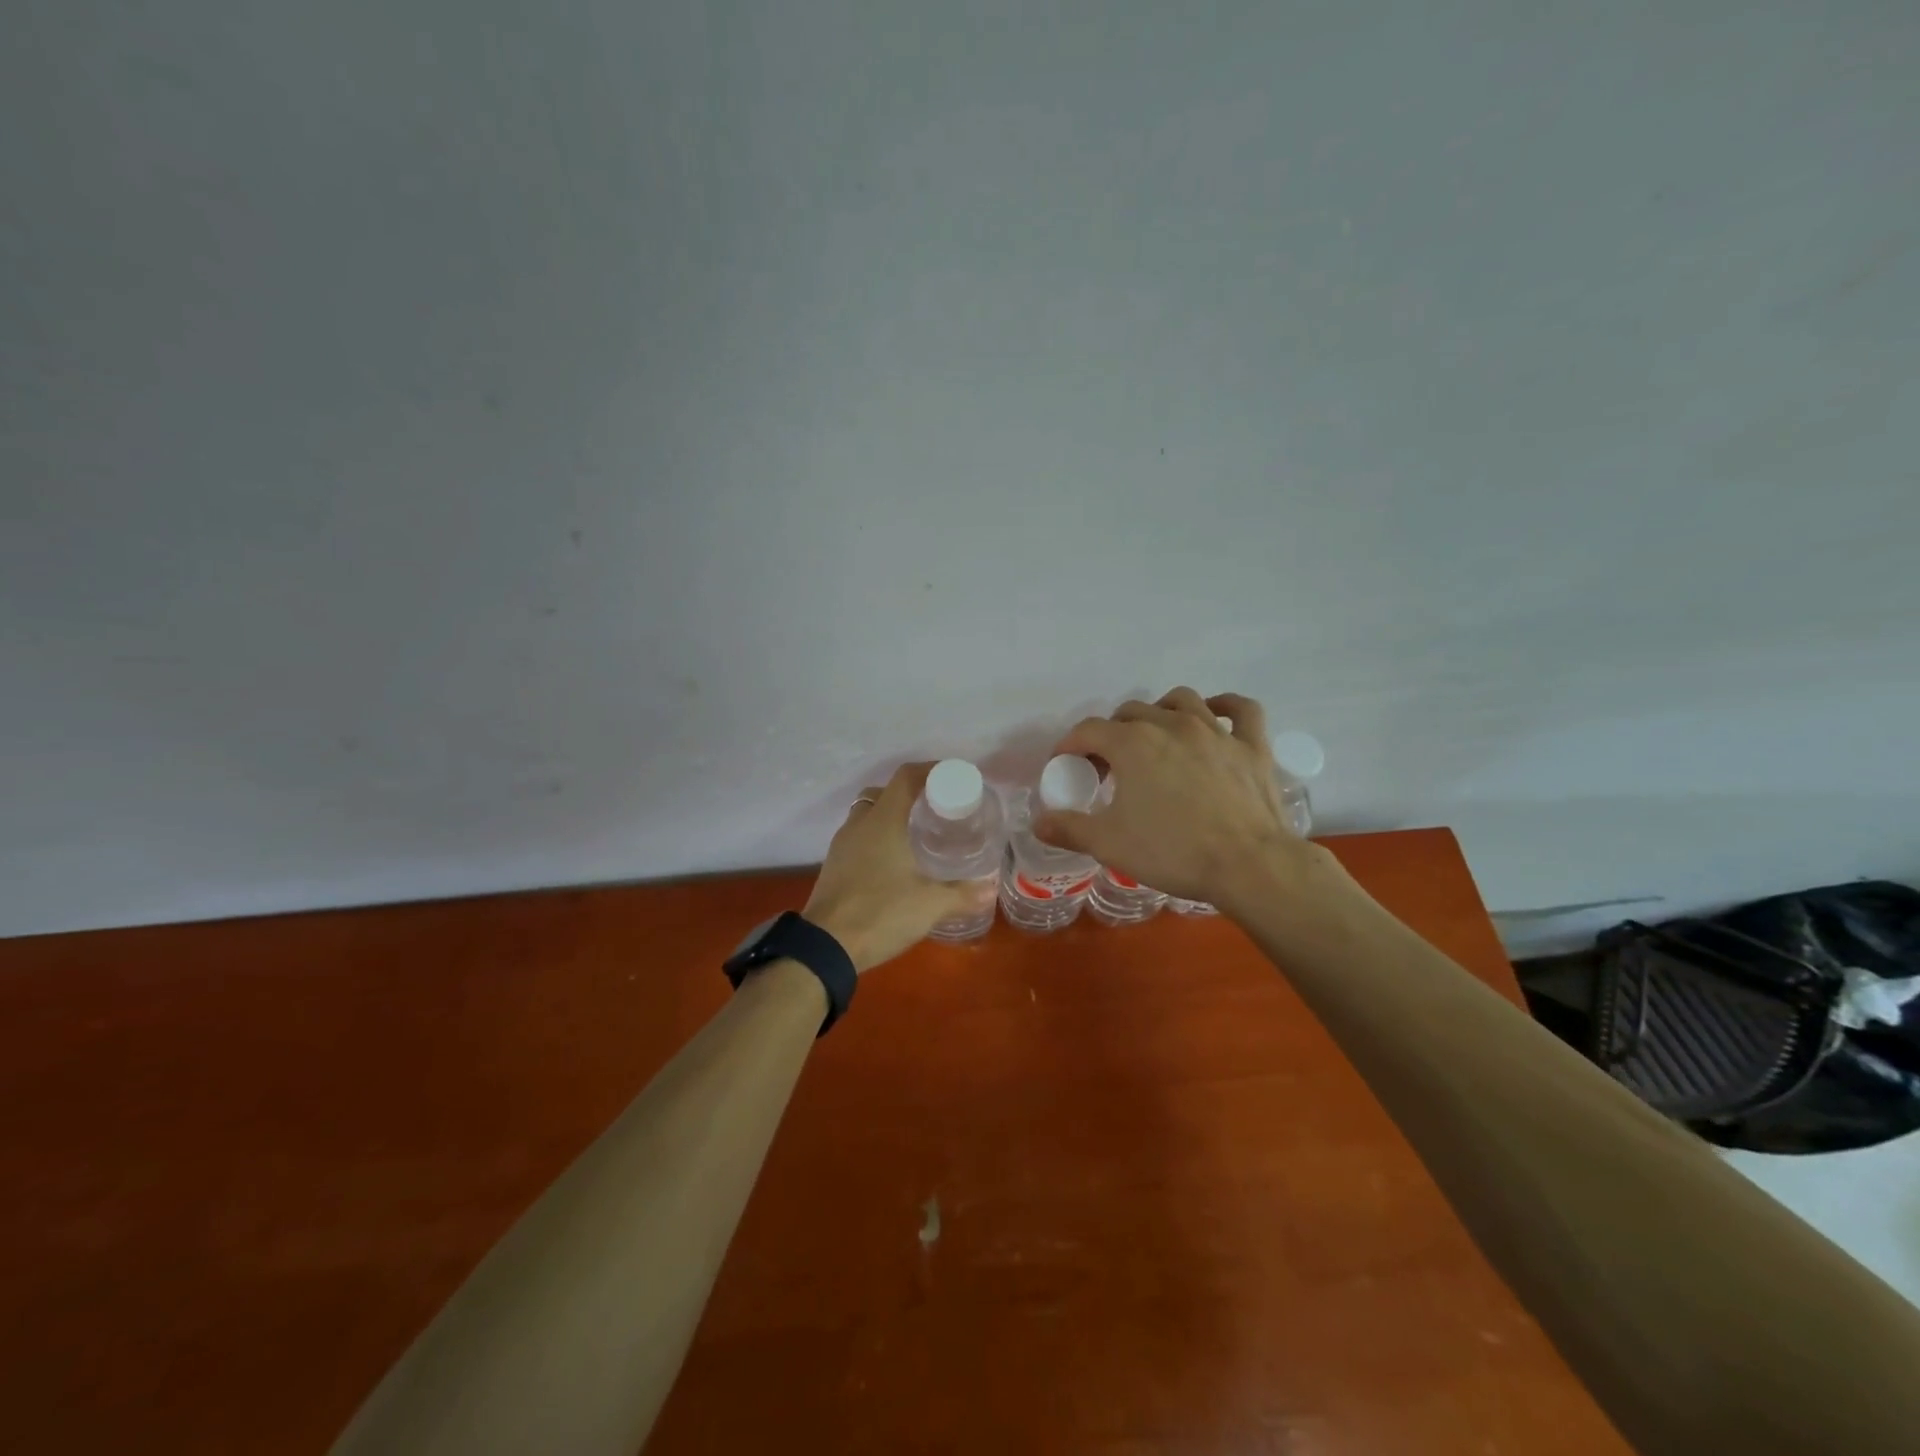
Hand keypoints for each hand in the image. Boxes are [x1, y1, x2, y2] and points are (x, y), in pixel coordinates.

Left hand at [804, 762, 994, 973]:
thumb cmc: (880, 913)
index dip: (931, 770)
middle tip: (935, 811)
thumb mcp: (930, 904)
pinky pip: (858, 838)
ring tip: (916, 836)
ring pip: (867, 815)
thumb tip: (989, 890)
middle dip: (910, 795)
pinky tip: (893, 863)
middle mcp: (860, 824)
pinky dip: (876, 839)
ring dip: (890, 817)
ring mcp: (842, 844)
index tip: (953, 778)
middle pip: (884, 793)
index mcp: (883, 820)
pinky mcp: (833, 865)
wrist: (825, 946)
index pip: (906, 777)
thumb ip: (962, 895)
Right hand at [1034, 687, 1325, 912]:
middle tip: (1108, 767)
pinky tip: (1215, 715)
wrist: (1248, 866)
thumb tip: (1039, 822)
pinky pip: (1241, 710)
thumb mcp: (1109, 844)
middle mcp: (1171, 725)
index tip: (1064, 766)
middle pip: (1131, 713)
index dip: (1069, 746)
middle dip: (1111, 733)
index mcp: (1132, 743)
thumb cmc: (1172, 852)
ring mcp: (1216, 731)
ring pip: (1181, 701)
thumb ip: (1069, 828)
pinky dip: (1225, 707)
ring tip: (1155, 736)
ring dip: (1160, 712)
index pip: (1088, 731)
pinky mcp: (1252, 746)